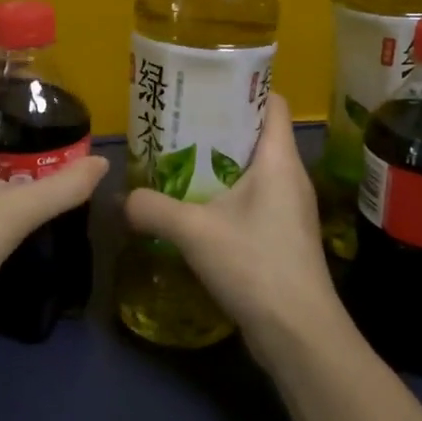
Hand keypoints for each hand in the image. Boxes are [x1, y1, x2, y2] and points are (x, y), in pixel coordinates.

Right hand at [125, 95, 348, 364]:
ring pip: (252, 168)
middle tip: (176, 123)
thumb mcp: (195, 232)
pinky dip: (225, 193)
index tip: (203, 86)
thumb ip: (153, 208)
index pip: (271, 102)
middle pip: (257, 133)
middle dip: (218, 125)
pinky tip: (194, 206)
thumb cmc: (255, 265)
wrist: (299, 334)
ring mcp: (289, 207)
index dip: (241, 87)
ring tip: (177, 160)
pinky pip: (252, 198)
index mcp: (279, 159)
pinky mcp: (282, 235)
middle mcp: (289, 176)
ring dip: (218, 162)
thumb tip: (122, 198)